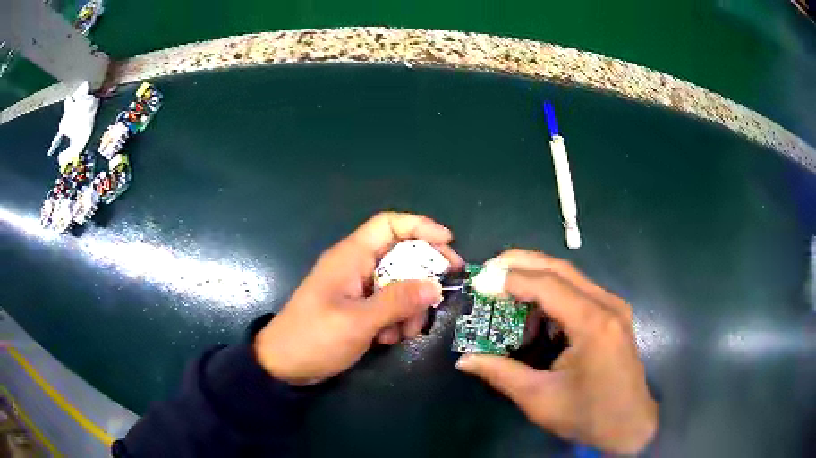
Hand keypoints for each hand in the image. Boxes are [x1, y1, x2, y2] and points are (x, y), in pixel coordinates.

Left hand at [254, 212, 463, 384]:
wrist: (284, 365)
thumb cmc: (314, 337)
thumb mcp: (357, 321)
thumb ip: (397, 302)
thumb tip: (435, 286)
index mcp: (351, 256)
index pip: (388, 225)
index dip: (420, 227)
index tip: (448, 243)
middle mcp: (357, 267)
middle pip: (401, 255)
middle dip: (423, 276)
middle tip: (443, 292)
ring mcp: (359, 289)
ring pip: (400, 284)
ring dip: (410, 306)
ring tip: (405, 332)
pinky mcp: (360, 309)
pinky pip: (390, 305)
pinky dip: (397, 320)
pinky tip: (388, 339)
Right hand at [455, 250, 656, 454]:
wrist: (629, 425)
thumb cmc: (587, 415)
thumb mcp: (538, 399)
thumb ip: (500, 373)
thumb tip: (463, 359)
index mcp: (593, 324)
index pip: (547, 285)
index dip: (510, 279)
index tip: (479, 281)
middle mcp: (607, 305)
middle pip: (560, 268)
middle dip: (521, 264)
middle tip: (488, 270)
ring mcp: (614, 307)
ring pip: (569, 277)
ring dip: (536, 281)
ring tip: (507, 299)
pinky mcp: (613, 314)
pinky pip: (578, 292)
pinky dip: (552, 296)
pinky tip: (537, 318)